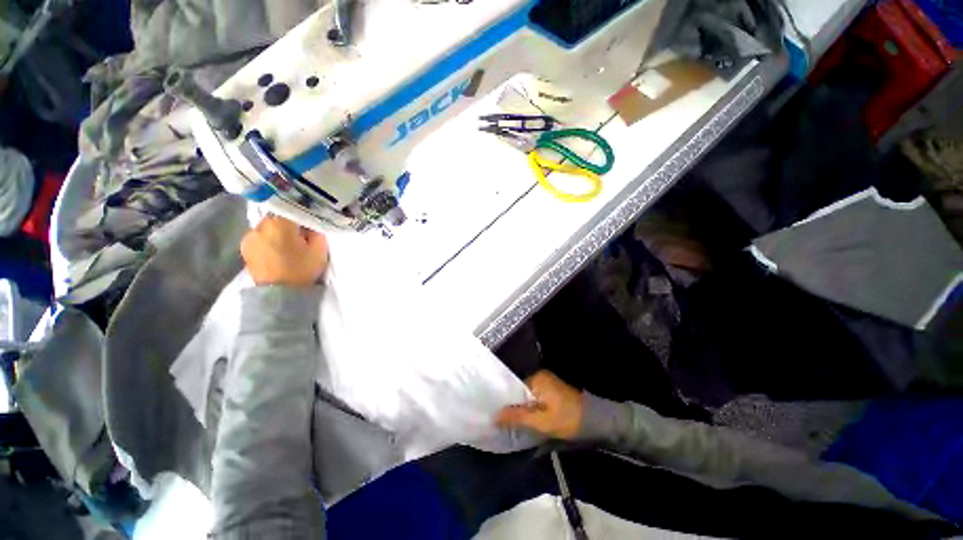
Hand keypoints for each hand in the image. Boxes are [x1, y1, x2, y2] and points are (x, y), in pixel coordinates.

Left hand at [240, 215, 328, 286]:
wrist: (279, 293)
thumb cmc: (302, 269)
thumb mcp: (319, 250)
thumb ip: (316, 231)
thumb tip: (310, 223)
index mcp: (280, 223)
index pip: (291, 208)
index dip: (301, 214)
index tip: (309, 222)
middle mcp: (260, 225)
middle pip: (278, 216)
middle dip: (288, 223)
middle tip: (300, 234)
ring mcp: (249, 235)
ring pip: (267, 226)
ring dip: (277, 231)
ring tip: (287, 244)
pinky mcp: (245, 246)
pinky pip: (259, 236)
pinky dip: (268, 239)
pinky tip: (275, 250)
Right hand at [496, 370, 583, 439]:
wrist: (595, 421)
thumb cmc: (567, 419)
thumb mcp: (541, 421)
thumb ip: (518, 416)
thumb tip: (495, 415)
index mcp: (537, 378)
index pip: (514, 388)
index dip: (506, 402)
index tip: (496, 415)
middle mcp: (540, 376)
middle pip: (520, 392)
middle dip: (514, 406)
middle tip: (503, 422)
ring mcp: (546, 382)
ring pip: (527, 396)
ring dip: (522, 408)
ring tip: (511, 422)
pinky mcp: (551, 390)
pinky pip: (534, 397)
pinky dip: (530, 407)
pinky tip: (526, 418)